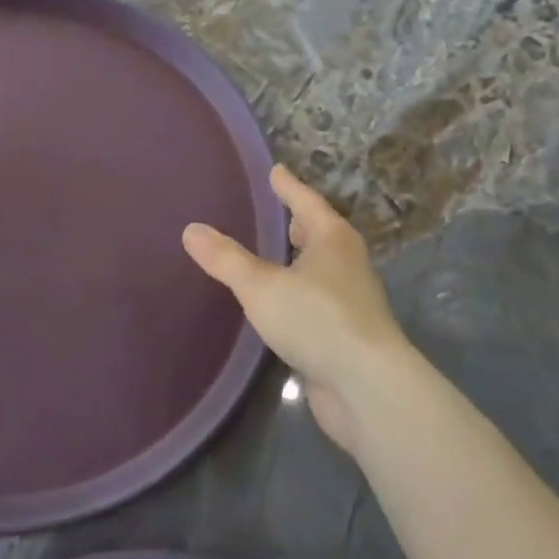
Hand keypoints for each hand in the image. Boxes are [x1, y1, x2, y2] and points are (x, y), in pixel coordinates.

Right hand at [183, 165, 409, 454]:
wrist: (367, 388)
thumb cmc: (317, 319)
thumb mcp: (261, 285)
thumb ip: (226, 259)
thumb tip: (191, 229)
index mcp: (332, 239)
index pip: (306, 201)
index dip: (288, 186)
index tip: (275, 170)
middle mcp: (347, 264)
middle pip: (319, 233)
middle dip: (298, 223)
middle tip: (275, 212)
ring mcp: (351, 301)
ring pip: (320, 270)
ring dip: (299, 262)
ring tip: (272, 257)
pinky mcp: (347, 336)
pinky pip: (317, 302)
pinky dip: (299, 295)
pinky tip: (280, 305)